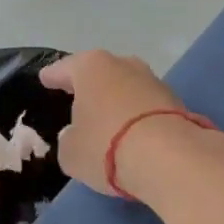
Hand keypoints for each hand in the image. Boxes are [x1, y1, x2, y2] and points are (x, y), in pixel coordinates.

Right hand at [40, 50, 223, 198]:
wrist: (169, 157)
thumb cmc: (107, 146)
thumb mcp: (71, 152)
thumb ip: (69, 139)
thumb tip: (76, 134)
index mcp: (91, 68)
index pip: (65, 69)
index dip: (53, 76)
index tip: (46, 78)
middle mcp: (124, 65)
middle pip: (101, 72)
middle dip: (91, 84)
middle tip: (78, 96)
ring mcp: (154, 81)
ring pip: (127, 87)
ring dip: (118, 99)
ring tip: (108, 117)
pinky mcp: (176, 102)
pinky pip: (147, 106)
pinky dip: (138, 115)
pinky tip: (133, 131)